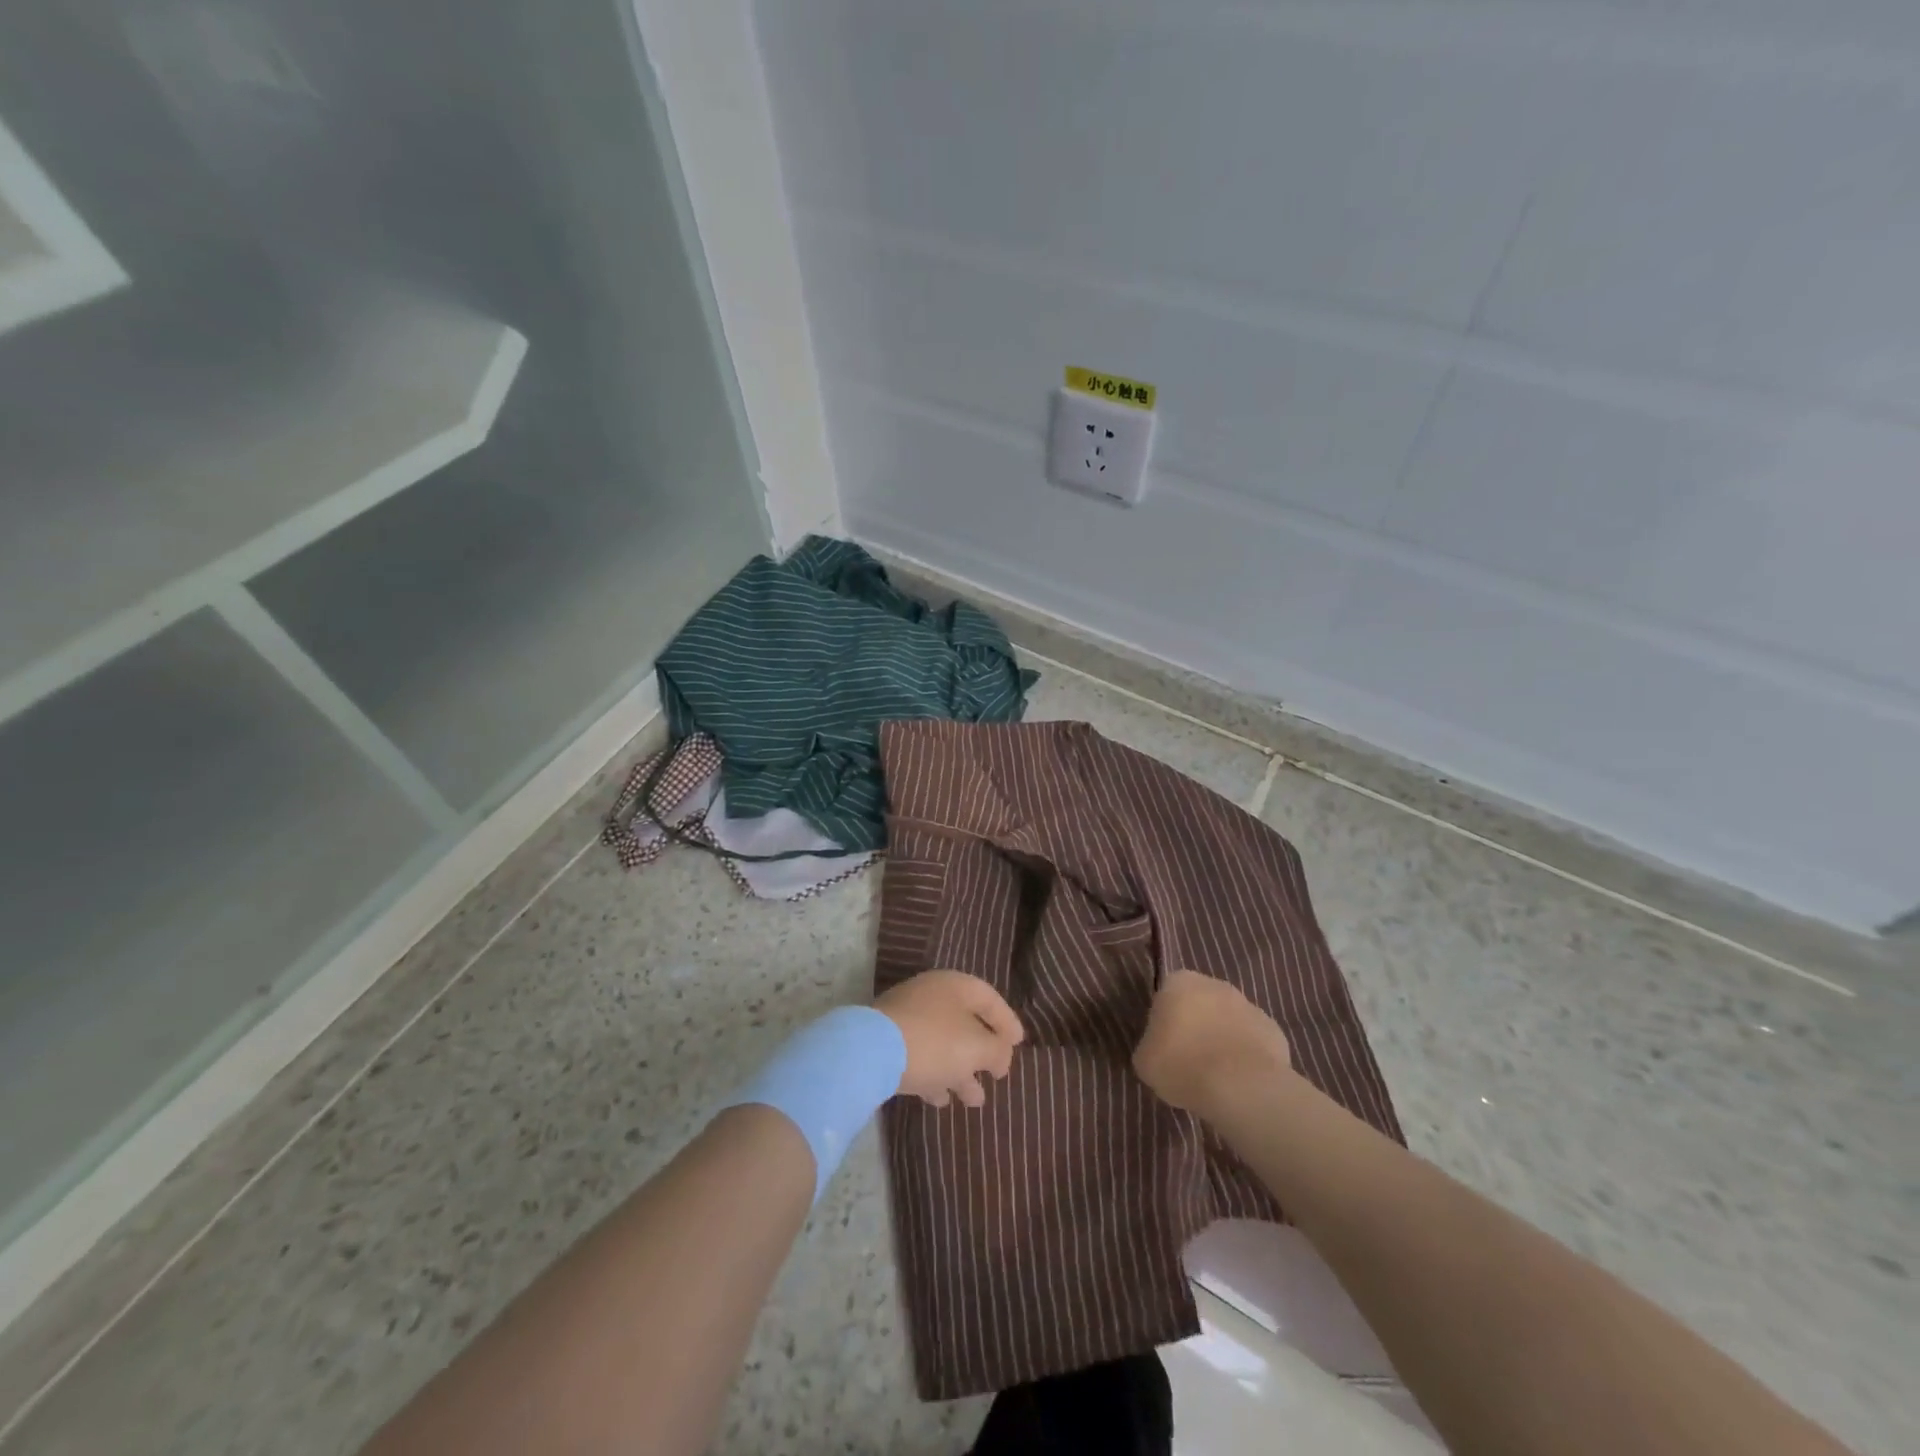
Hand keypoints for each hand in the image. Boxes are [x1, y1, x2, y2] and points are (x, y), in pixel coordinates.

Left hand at [874, 970, 1024, 1107]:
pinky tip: (941, 1100)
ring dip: (961, 1071)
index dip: (1007, 1022)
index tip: (1019, 1045)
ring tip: (975, 1101)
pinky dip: (935, 1075)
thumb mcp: (978, 1047)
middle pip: (966, 1022)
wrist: (872, 1051)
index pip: (989, 998)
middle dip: (983, 1053)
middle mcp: (931, 995)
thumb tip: (1001, 1055)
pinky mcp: (889, 1040)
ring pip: (944, 1043)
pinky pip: (921, 1055)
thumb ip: (997, 1050)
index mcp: (955, 985)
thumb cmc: (936, 1042)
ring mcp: (907, 1016)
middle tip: (997, 1076)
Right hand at [1133, 969, 1290, 1114]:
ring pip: (1228, 1021)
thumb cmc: (1181, 1065)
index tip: (1164, 1047)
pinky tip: (1241, 1082)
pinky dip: (1247, 1057)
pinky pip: (1253, 1042)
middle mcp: (1215, 984)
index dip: (1164, 1022)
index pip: (1165, 996)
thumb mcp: (1144, 1061)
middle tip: (1188, 1061)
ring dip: (1222, 1040)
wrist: (1240, 1087)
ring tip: (1217, 1077)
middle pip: (1200, 1004)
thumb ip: (1150, 1046)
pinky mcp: (1274, 1031)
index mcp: (1179, 982)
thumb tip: (1159, 1049)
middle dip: (1196, 1026)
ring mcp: (1249, 1005)